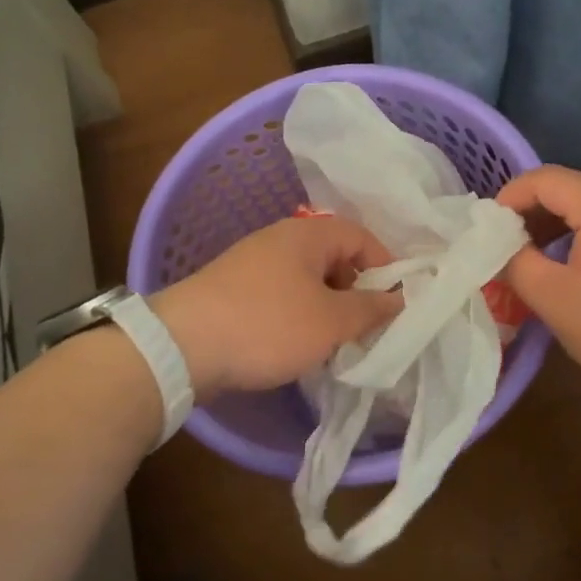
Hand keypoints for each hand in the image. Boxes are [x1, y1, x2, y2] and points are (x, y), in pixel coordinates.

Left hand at [150, 216, 402, 399]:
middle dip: (356, 291)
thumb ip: (371, 309)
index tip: (396, 303)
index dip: (386, 267)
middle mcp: (280, 239)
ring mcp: (253, 263)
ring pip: (308, 280)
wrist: (181, 346)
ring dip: (328, 307)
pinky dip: (299, 315)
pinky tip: (298, 345)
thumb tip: (400, 298)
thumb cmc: (267, 325)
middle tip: (366, 327)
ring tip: (335, 342)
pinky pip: (282, 295)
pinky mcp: (234, 290)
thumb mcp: (331, 322)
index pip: (362, 236)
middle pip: (335, 257)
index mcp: (308, 234)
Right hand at [496, 166, 580, 417]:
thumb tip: (500, 247)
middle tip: (505, 244)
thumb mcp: (552, 297)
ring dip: (556, 225)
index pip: (544, 178)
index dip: (509, 198)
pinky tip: (573, 272)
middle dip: (531, 211)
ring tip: (533, 258)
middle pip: (570, 188)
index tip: (487, 231)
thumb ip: (515, 262)